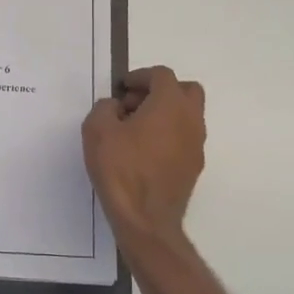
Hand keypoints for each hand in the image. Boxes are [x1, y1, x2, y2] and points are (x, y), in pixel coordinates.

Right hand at [82, 66, 205, 244]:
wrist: (145, 218)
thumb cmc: (121, 169)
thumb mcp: (97, 130)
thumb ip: (105, 108)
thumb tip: (115, 107)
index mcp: (170, 104)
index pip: (161, 75)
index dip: (140, 76)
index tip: (121, 88)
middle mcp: (191, 119)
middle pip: (185, 90)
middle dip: (160, 90)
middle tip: (134, 105)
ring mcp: (196, 144)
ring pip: (187, 115)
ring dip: (165, 113)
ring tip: (135, 130)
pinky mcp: (194, 166)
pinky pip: (184, 137)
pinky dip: (169, 134)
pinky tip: (145, 151)